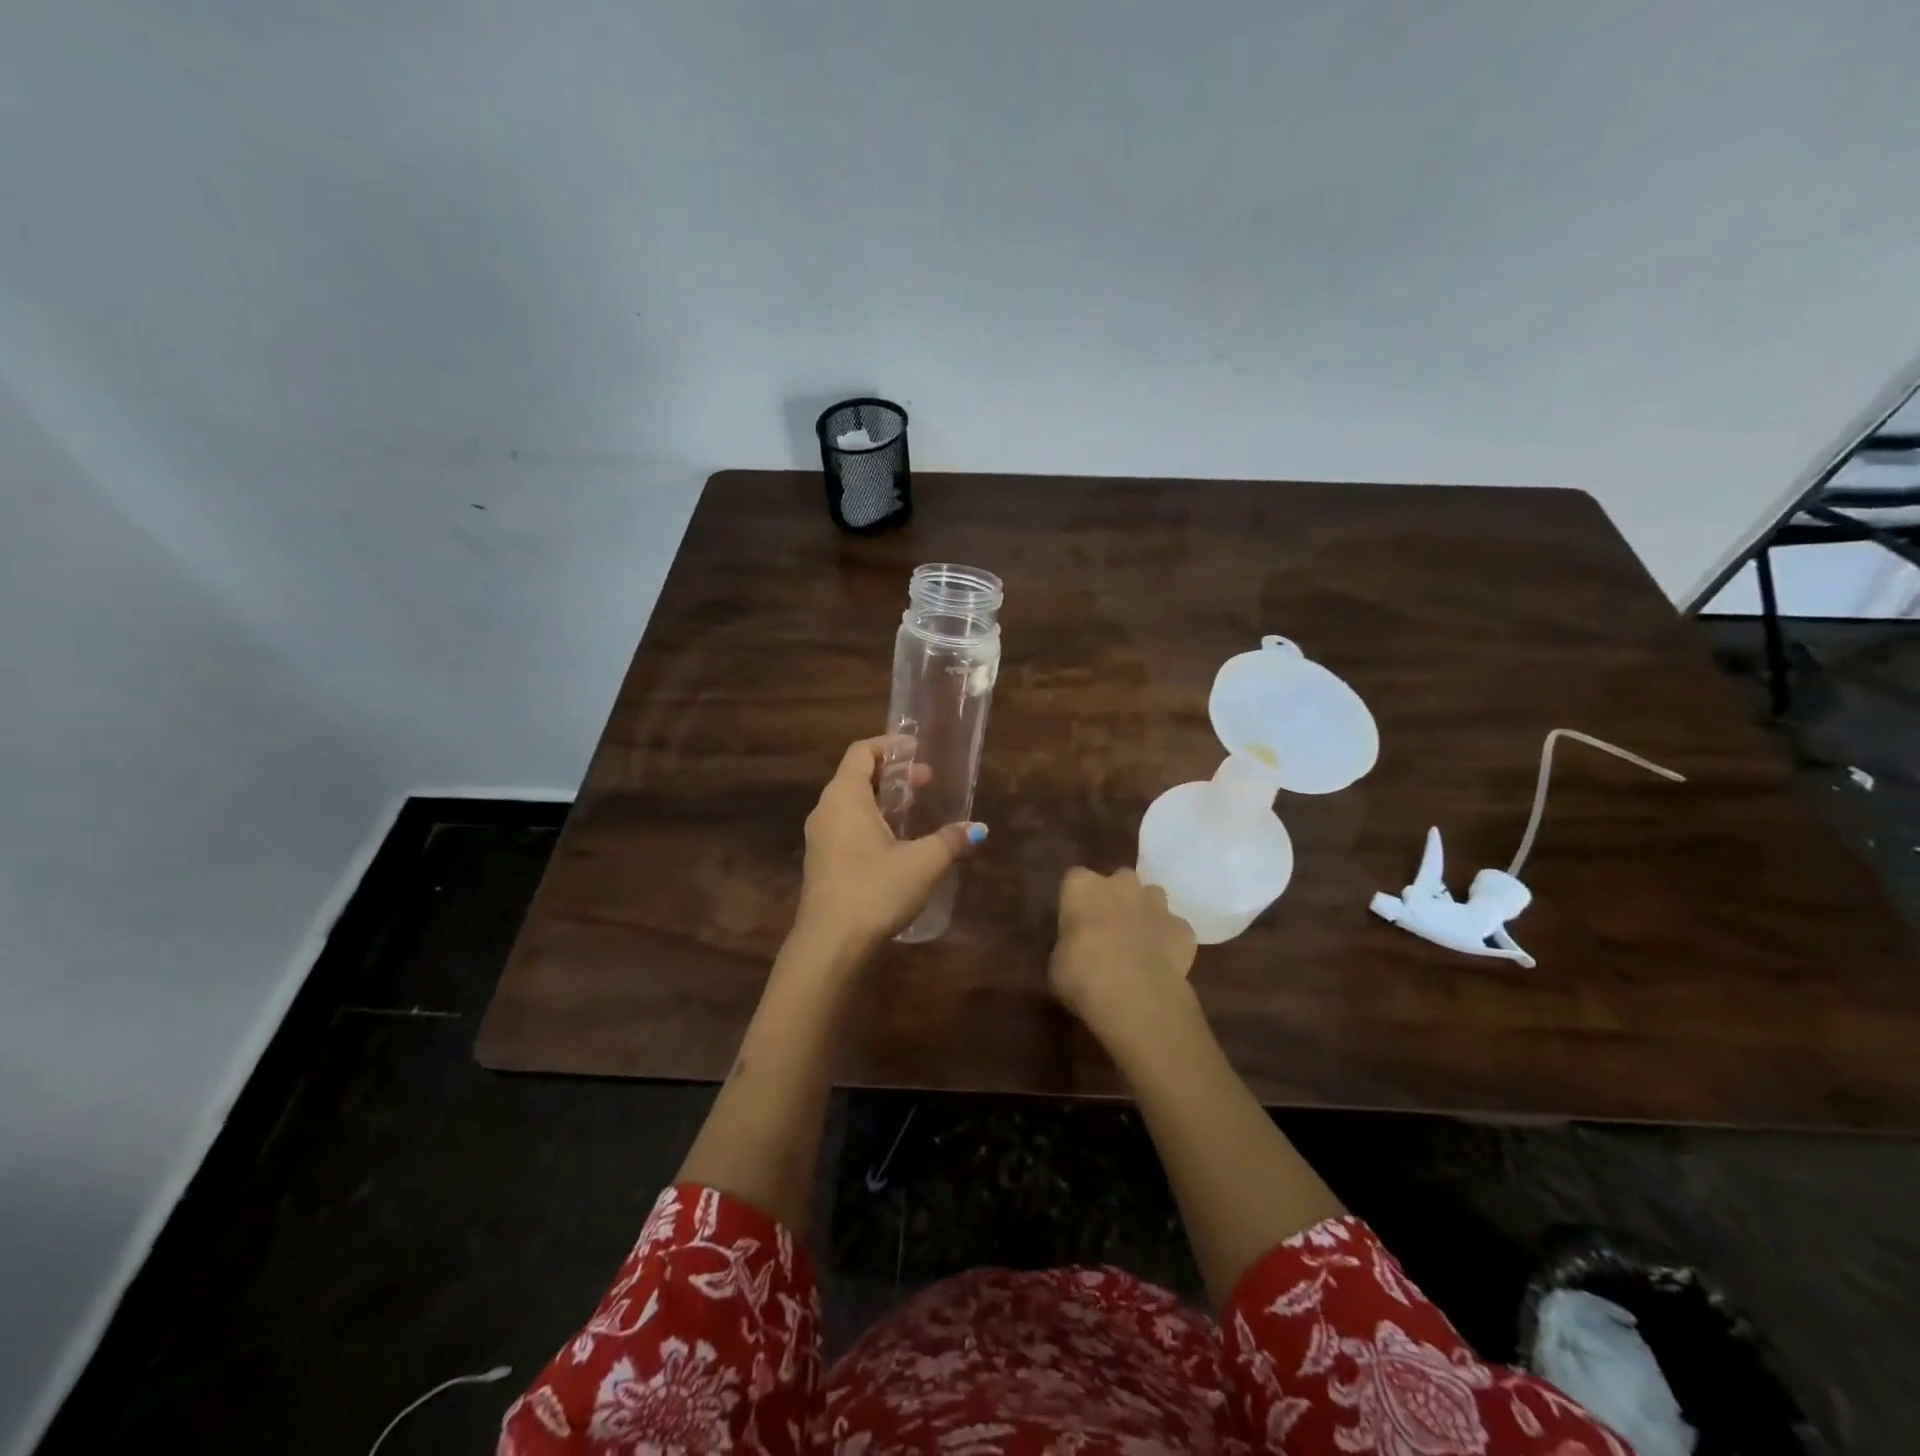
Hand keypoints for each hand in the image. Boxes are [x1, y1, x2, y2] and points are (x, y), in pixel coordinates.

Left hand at [795, 736, 984, 956]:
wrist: (829, 944)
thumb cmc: (874, 889)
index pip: (862, 752)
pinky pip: (846, 827)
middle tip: (925, 781)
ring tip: (914, 810)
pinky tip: (895, 843)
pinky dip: (871, 821)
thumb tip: (978, 828)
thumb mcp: (922, 863)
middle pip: (856, 776)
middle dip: (892, 775)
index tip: (917, 750)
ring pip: (851, 804)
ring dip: (882, 800)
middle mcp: (826, 810)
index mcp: (845, 797)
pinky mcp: (821, 863)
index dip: (889, 746)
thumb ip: (950, 841)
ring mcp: (820, 838)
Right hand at [1048, 867, 1198, 1048]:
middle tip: (1109, 928)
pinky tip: (1163, 963)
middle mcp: (1120, 884)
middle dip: (1117, 898)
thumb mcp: (1058, 962)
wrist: (1132, 993)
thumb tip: (1076, 951)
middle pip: (1119, 880)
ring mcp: (1156, 904)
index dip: (1077, 900)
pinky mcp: (1182, 928)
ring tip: (1139, 942)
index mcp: (1082, 886)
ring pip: (1152, 896)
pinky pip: (1175, 928)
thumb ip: (1070, 945)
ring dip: (1146, 913)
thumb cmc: (1081, 974)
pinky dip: (1170, 941)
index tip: (1076, 922)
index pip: (1075, 879)